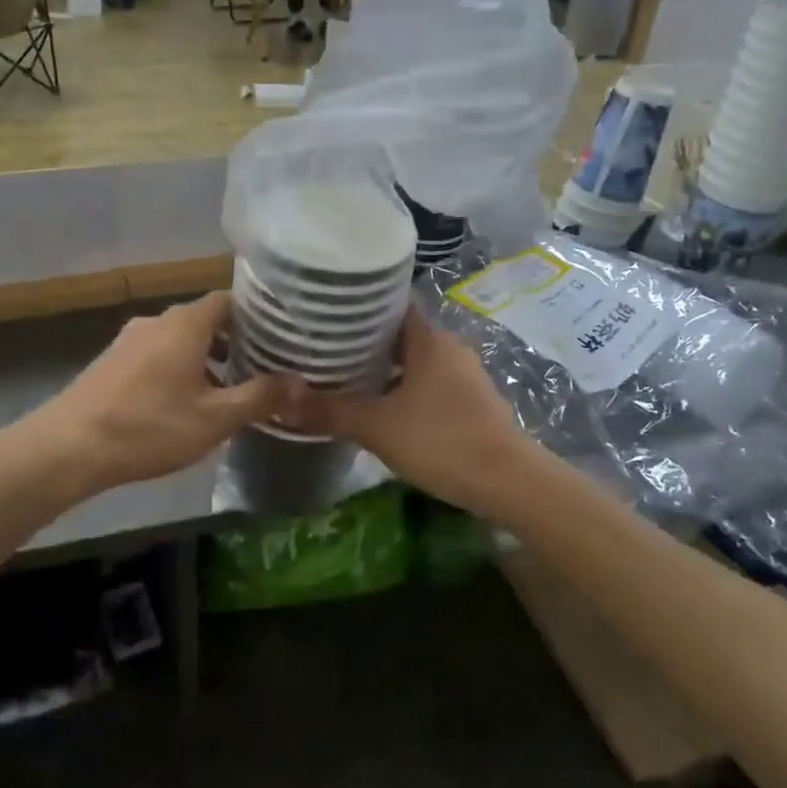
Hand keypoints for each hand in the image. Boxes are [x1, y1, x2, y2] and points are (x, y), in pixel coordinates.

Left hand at [33, 292, 288, 493]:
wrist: (68, 447)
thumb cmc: (150, 426)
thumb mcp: (215, 418)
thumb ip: (260, 397)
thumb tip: (301, 383)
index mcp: (186, 323)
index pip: (230, 300)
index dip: (256, 316)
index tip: (278, 337)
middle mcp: (158, 320)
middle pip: (205, 320)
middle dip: (234, 342)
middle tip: (260, 368)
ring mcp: (129, 339)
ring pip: (179, 339)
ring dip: (205, 358)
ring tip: (226, 391)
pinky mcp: (111, 361)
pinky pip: (156, 354)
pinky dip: (177, 368)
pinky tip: (183, 403)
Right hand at [286, 310, 533, 515]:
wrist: (509, 482)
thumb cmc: (441, 440)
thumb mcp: (377, 427)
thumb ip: (329, 412)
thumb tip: (278, 403)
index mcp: (429, 340)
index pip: (391, 305)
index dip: (359, 305)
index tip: (326, 310)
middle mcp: (449, 348)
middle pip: (400, 334)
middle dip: (364, 341)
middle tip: (323, 347)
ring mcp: (464, 376)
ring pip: (415, 362)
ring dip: (384, 368)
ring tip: (343, 377)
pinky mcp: (471, 402)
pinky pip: (428, 384)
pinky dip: (403, 389)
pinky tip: (380, 408)